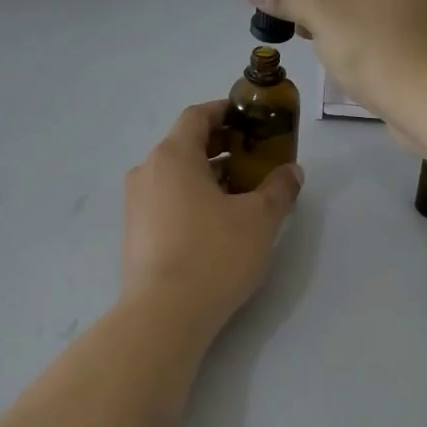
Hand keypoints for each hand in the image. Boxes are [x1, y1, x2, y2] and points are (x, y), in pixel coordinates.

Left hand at [122, 101, 303, 335]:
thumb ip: (279, 189)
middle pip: (185, 145)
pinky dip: (191, 198)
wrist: (164, 314)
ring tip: (242, 194)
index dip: (225, 112)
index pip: (197, 116)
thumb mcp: (260, 220)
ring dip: (208, 175)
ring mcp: (136, 203)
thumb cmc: (214, 255)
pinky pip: (166, 200)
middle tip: (255, 159)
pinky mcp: (135, 232)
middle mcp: (147, 171)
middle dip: (222, 147)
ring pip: (175, 175)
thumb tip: (291, 172)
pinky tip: (216, 223)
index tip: (251, 120)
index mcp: (173, 155)